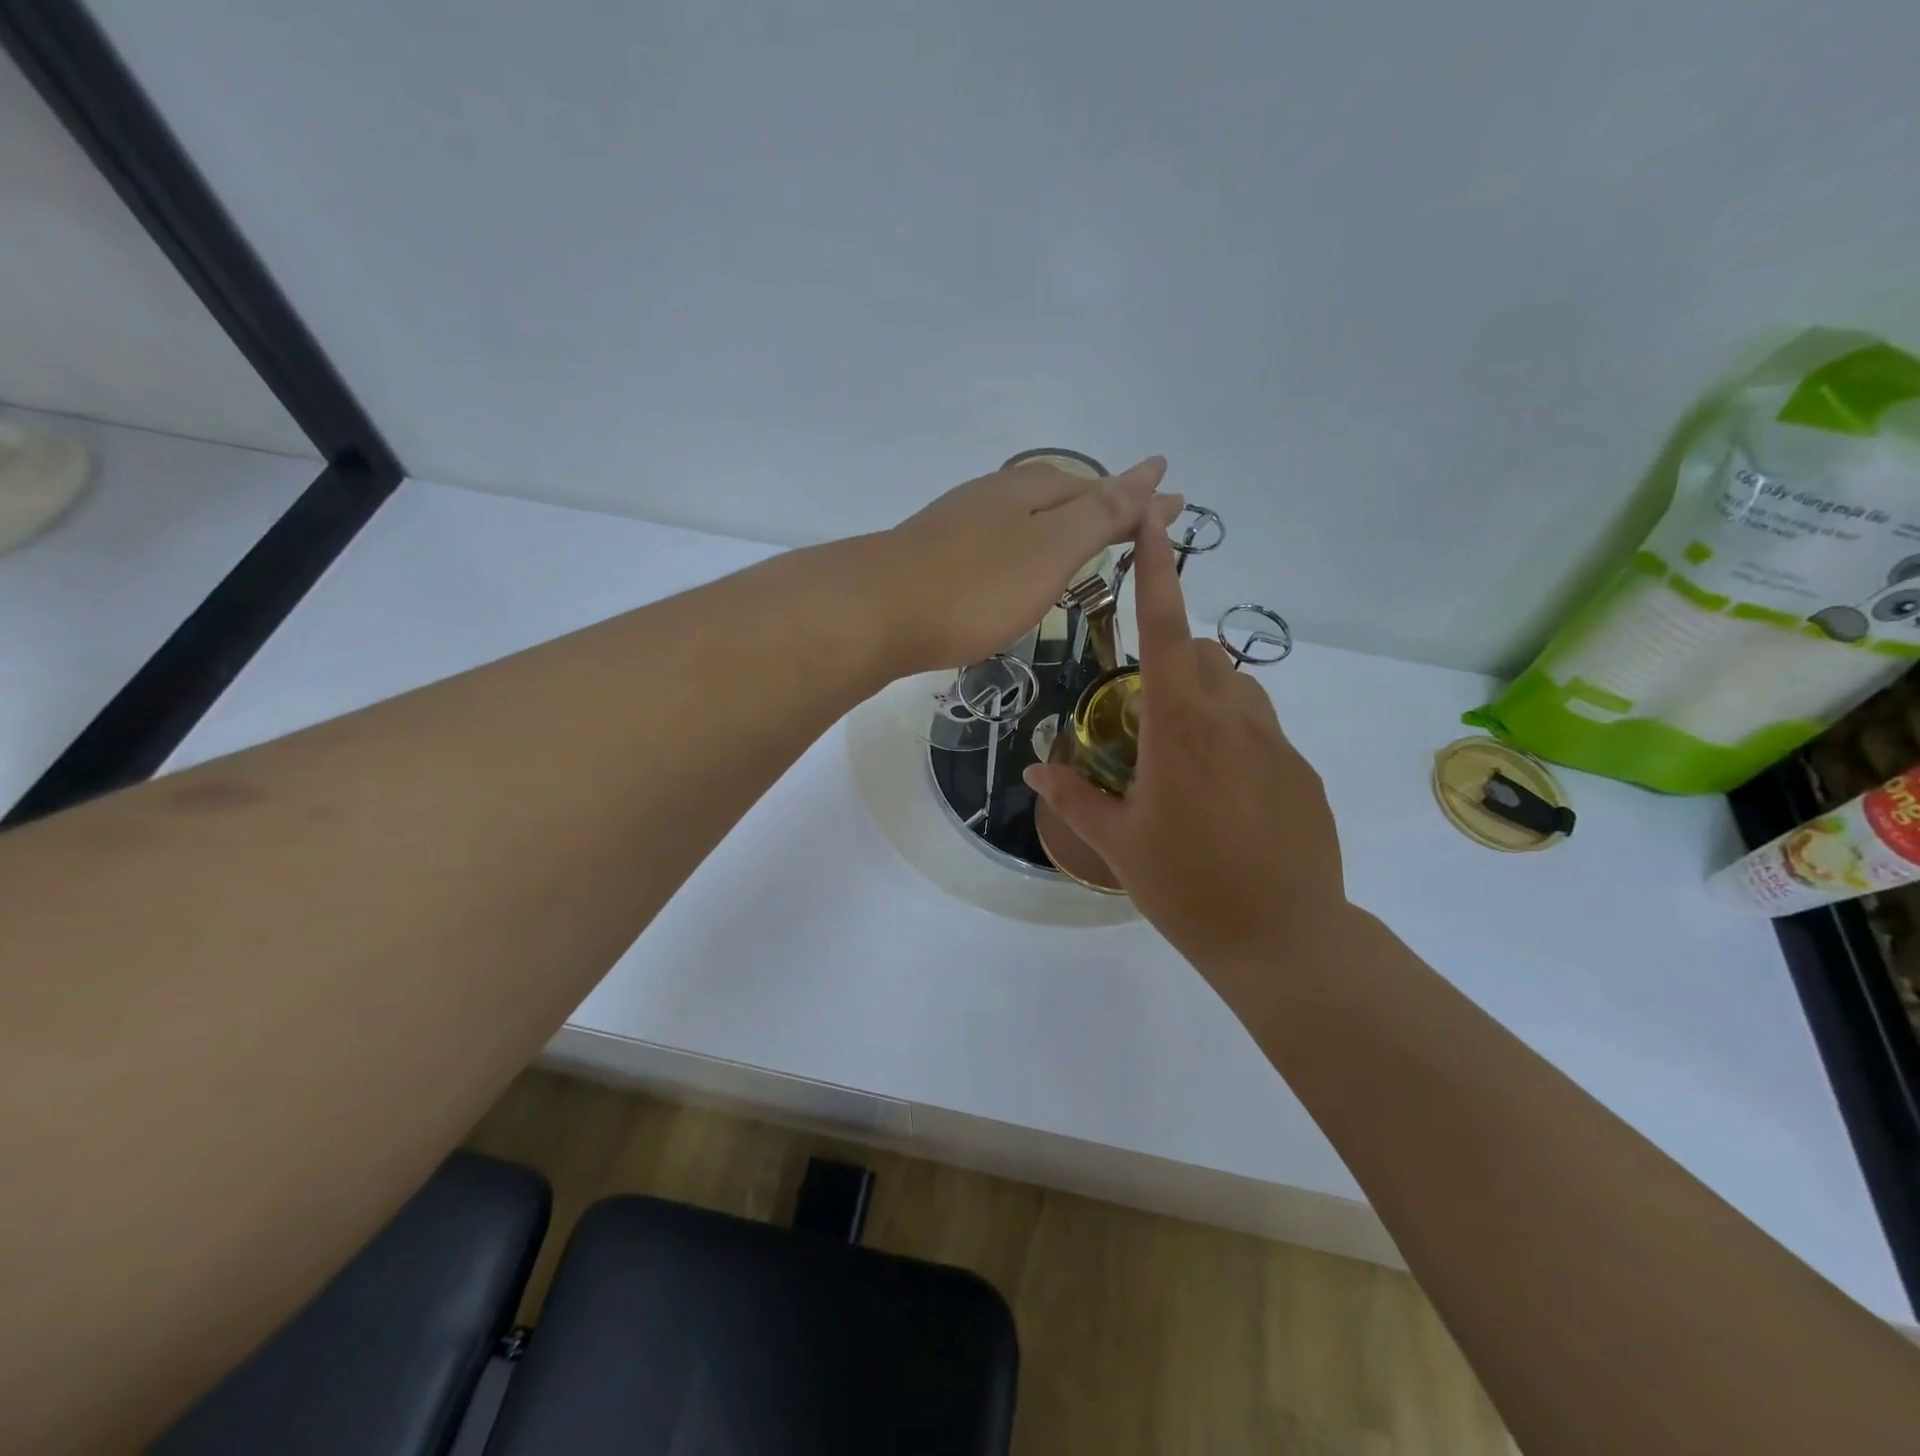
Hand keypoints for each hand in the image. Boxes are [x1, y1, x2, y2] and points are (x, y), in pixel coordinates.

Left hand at [875, 457, 1180, 670]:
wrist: (874, 614)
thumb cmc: (975, 586)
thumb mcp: (1050, 549)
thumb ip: (1099, 514)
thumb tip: (1151, 469)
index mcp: (1028, 490)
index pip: (1097, 489)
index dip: (1135, 500)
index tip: (1173, 504)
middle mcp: (992, 497)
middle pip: (1059, 495)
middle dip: (1099, 506)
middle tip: (1133, 522)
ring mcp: (957, 526)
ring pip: (1022, 518)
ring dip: (1059, 525)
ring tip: (1082, 540)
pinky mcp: (933, 558)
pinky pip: (994, 543)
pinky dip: (1022, 548)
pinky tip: (1014, 566)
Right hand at [1023, 514, 1347, 995]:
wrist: (1283, 938)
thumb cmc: (1187, 887)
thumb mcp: (1118, 844)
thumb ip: (1074, 797)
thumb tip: (1034, 772)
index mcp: (1182, 727)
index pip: (1167, 629)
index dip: (1157, 570)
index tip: (1153, 520)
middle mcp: (1235, 719)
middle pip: (1205, 655)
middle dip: (1173, 656)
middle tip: (1140, 710)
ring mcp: (1277, 743)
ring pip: (1238, 688)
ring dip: (1204, 694)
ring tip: (1177, 752)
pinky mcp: (1301, 771)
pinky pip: (1261, 729)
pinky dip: (1232, 736)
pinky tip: (1220, 796)